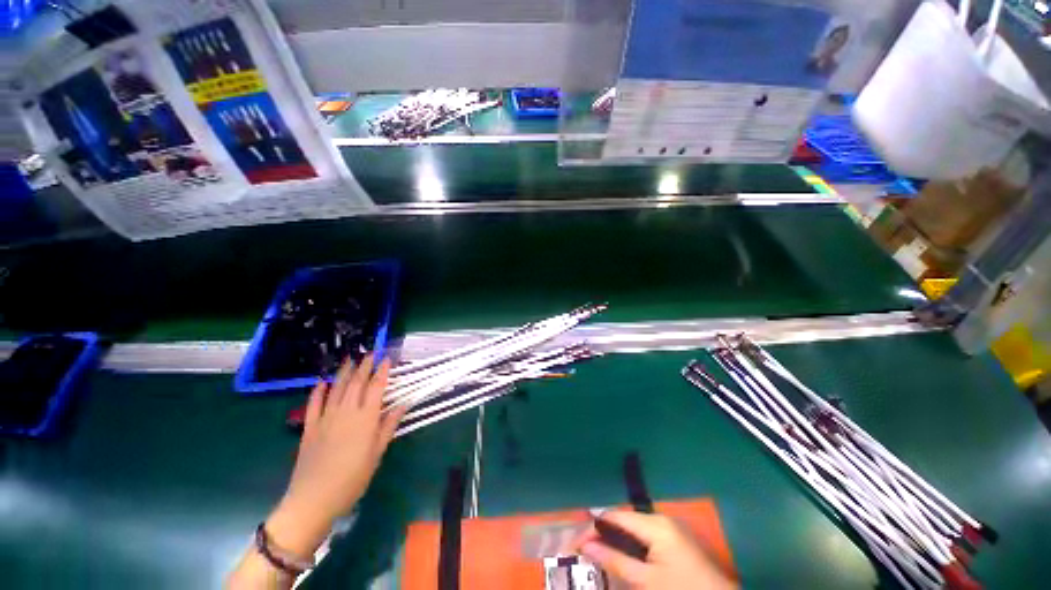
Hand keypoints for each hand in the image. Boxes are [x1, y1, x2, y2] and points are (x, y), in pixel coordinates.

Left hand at [266, 354, 405, 557]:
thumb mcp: (377, 453)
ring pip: (337, 388)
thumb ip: (389, 426)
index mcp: (366, 418)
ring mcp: (325, 418)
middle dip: (364, 366)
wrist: (314, 499)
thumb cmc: (353, 478)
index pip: (376, 387)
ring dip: (344, 372)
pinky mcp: (309, 427)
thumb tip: (403, 404)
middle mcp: (346, 412)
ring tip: (350, 359)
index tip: (387, 359)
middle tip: (370, 353)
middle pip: (356, 383)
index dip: (382, 371)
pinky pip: (314, 404)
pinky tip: (322, 381)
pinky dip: (318, 391)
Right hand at [568, 511, 736, 589]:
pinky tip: (621, 555)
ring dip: (615, 539)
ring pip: (633, 529)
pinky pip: (645, 536)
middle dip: (603, 532)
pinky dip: (630, 545)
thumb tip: (585, 546)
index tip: (574, 539)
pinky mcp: (675, 539)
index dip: (593, 526)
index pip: (616, 517)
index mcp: (656, 525)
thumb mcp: (647, 582)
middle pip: (624, 521)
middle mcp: (662, 519)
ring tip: (596, 551)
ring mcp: (670, 528)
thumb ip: (616, 561)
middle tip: (583, 547)